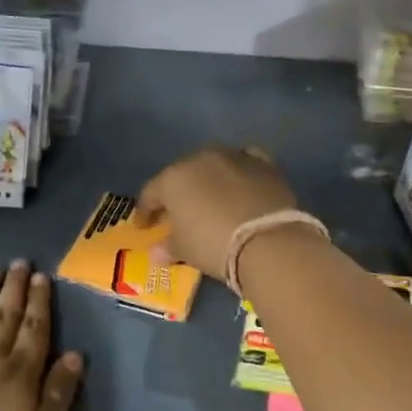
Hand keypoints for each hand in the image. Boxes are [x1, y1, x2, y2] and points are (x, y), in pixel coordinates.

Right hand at [135, 146, 297, 282]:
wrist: (267, 241)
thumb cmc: (212, 244)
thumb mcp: (184, 250)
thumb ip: (168, 247)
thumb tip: (156, 253)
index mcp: (173, 178)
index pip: (151, 193)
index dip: (145, 211)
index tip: (144, 226)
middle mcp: (200, 159)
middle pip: (182, 175)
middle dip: (178, 193)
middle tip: (178, 213)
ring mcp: (234, 157)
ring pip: (213, 165)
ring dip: (209, 180)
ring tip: (211, 199)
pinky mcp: (263, 163)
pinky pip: (245, 161)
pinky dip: (239, 171)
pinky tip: (240, 182)